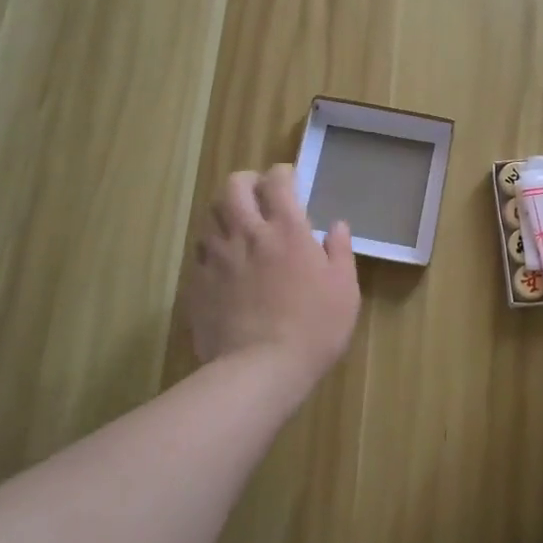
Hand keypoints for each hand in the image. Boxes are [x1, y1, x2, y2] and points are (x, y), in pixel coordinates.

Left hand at [189, 165, 359, 388]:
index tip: (290, 179)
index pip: (277, 182)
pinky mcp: (197, 284)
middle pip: (233, 187)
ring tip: (239, 229)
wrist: (261, 369)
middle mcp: (247, 234)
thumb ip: (340, 251)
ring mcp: (217, 258)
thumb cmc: (314, 327)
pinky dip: (212, 250)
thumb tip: (337, 225)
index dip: (282, 174)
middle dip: (246, 182)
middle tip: (258, 194)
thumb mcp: (344, 289)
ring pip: (210, 217)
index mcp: (287, 230)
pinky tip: (223, 265)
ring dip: (226, 215)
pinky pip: (200, 254)